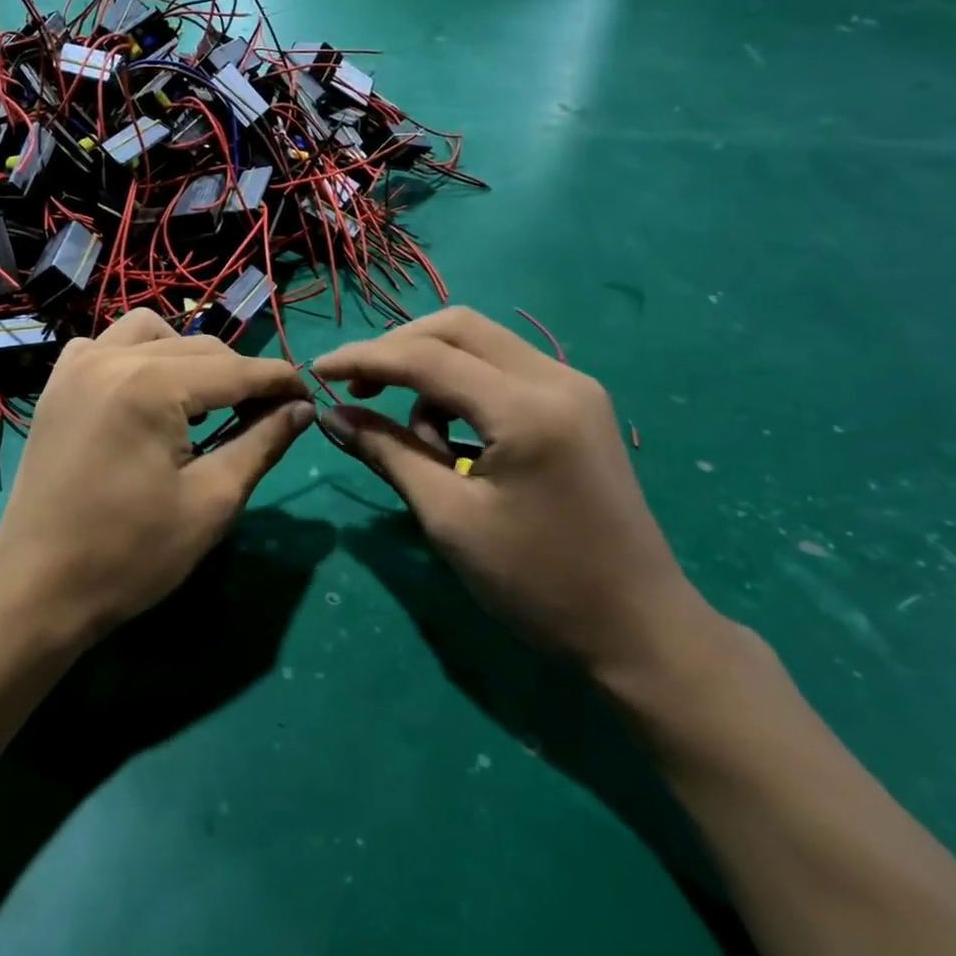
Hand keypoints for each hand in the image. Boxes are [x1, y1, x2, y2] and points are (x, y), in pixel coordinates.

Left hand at [0, 309, 311, 644]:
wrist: (38, 586)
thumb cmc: (130, 554)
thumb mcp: (212, 501)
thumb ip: (262, 443)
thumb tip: (301, 409)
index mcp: (150, 386)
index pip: (235, 369)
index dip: (280, 382)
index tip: (309, 399)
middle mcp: (111, 358)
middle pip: (199, 347)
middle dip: (240, 375)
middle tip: (266, 414)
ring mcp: (77, 365)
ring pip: (153, 332)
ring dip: (189, 357)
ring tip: (204, 403)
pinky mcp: (58, 383)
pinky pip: (108, 345)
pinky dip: (139, 356)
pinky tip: (148, 396)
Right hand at [315, 308, 716, 678]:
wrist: (639, 628)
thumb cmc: (537, 583)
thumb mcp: (448, 518)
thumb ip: (388, 453)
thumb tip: (332, 415)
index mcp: (526, 409)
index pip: (427, 357)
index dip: (364, 358)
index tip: (317, 371)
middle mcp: (556, 379)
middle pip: (457, 327)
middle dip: (398, 350)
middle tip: (359, 390)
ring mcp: (574, 387)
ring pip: (481, 344)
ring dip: (432, 372)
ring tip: (418, 442)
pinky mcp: (578, 405)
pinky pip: (503, 370)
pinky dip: (463, 388)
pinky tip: (455, 440)